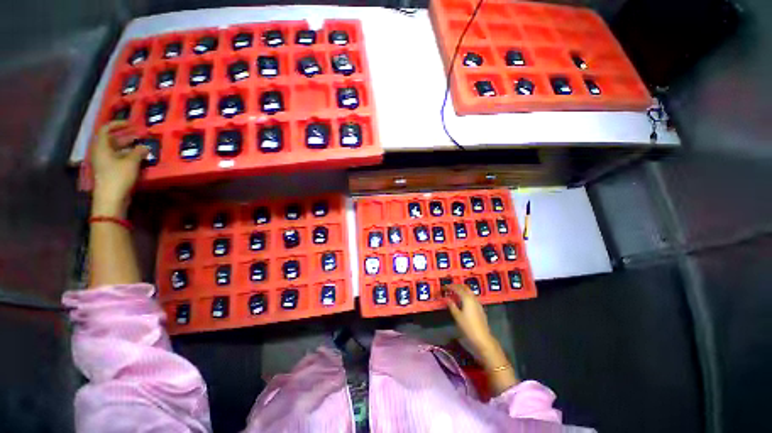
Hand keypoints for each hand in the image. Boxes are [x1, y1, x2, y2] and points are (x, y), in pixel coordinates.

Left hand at [90, 121, 148, 216]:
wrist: (111, 199)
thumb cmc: (118, 177)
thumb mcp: (131, 163)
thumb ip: (138, 152)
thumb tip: (145, 146)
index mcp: (101, 147)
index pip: (106, 129)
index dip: (117, 124)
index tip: (130, 123)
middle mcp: (101, 153)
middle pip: (111, 140)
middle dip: (126, 137)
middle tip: (140, 136)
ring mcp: (105, 163)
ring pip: (116, 150)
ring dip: (129, 147)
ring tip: (143, 147)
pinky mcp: (110, 171)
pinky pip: (119, 159)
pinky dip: (128, 156)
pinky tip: (139, 159)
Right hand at [444, 284, 497, 355]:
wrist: (482, 338)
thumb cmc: (468, 326)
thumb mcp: (457, 316)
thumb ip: (452, 306)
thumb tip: (447, 299)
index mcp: (467, 298)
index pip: (457, 288)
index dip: (450, 287)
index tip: (443, 287)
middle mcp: (473, 298)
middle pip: (464, 287)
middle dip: (457, 286)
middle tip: (449, 287)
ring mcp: (477, 303)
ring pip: (469, 292)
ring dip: (462, 290)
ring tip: (455, 293)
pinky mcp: (480, 308)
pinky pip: (471, 297)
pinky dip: (466, 295)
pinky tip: (462, 301)